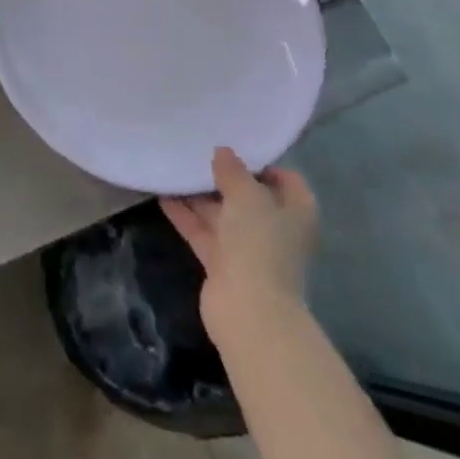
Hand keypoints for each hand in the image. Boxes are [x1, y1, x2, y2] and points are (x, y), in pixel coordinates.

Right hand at [160, 146, 317, 356]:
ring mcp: (248, 247)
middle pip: (249, 195)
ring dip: (199, 195)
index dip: (261, 163)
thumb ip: (233, 171)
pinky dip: (186, 215)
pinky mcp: (223, 263)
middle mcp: (275, 227)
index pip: (285, 179)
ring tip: (174, 168)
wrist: (249, 310)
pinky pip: (203, 231)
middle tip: (196, 153)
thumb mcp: (247, 196)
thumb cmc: (259, 243)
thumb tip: (223, 152)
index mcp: (295, 211)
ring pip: (222, 213)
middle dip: (224, 177)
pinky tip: (163, 195)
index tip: (232, 148)